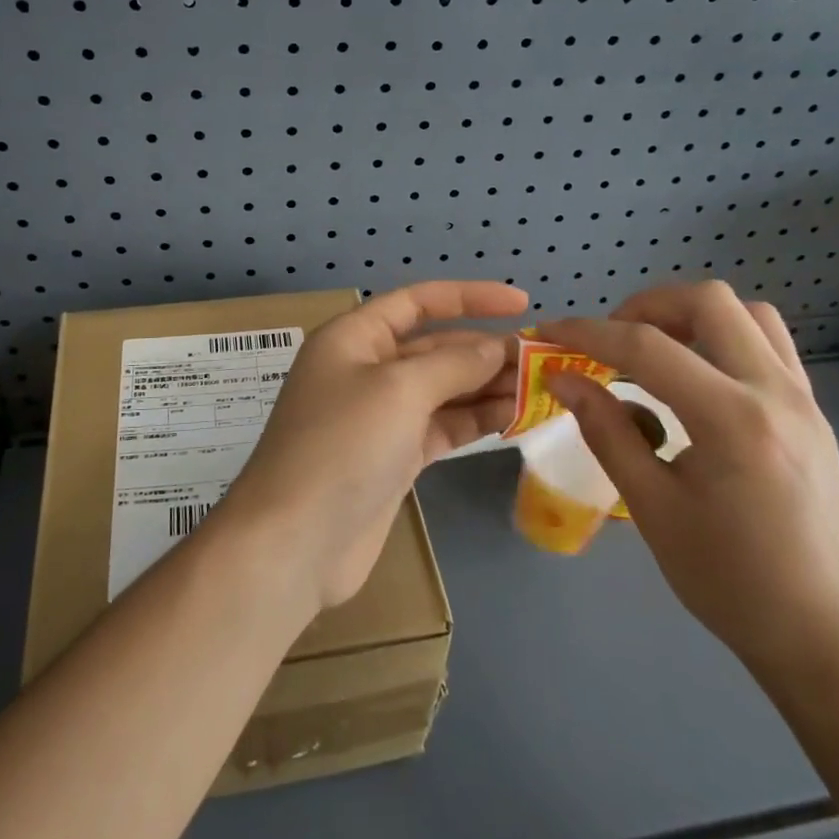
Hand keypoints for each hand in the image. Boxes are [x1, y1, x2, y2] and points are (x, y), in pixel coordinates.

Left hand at [222, 281, 527, 610]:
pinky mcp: (394, 457)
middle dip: (486, 350)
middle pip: (435, 348)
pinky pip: (442, 426)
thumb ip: (453, 364)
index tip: (522, 304)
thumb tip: (495, 349)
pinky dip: (474, 420)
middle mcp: (366, 370)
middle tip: (542, 361)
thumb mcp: (399, 390)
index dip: (470, 297)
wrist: (296, 542)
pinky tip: (513, 418)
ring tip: (540, 390)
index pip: (418, 301)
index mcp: (354, 338)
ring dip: (487, 387)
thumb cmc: (342, 447)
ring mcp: (380, 417)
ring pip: (443, 389)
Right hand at [540, 282, 838, 686]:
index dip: (588, 333)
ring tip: (653, 354)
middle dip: (647, 307)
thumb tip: (564, 380)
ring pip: (748, 315)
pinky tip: (695, 383)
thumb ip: (607, 432)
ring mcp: (804, 400)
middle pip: (709, 302)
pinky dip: (723, 340)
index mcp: (732, 419)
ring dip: (692, 317)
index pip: (647, 346)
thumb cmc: (732, 583)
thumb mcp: (654, 508)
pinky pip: (769, 346)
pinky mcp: (814, 415)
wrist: (831, 639)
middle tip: (610, 343)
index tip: (548, 334)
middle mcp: (775, 392)